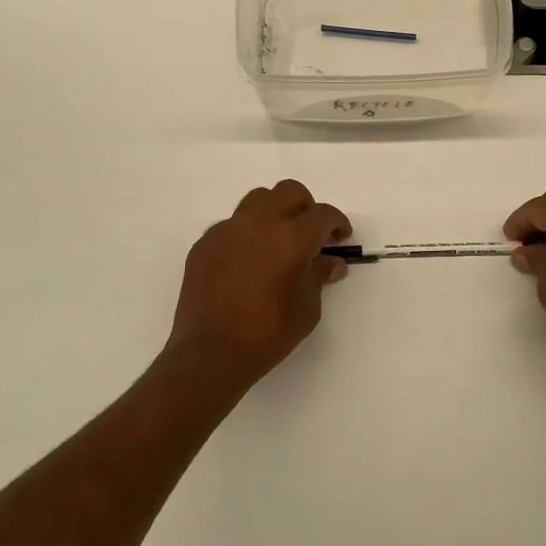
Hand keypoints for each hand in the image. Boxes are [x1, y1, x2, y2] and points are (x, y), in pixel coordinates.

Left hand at [163, 180, 351, 389]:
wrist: (210, 353)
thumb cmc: (267, 334)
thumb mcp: (307, 309)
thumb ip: (319, 276)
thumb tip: (331, 262)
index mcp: (291, 238)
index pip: (322, 214)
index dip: (337, 223)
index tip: (340, 237)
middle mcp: (259, 223)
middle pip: (289, 192)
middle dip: (306, 207)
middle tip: (311, 233)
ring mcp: (228, 230)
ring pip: (257, 200)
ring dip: (275, 212)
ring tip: (278, 240)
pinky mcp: (205, 243)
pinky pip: (232, 224)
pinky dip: (247, 233)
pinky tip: (248, 260)